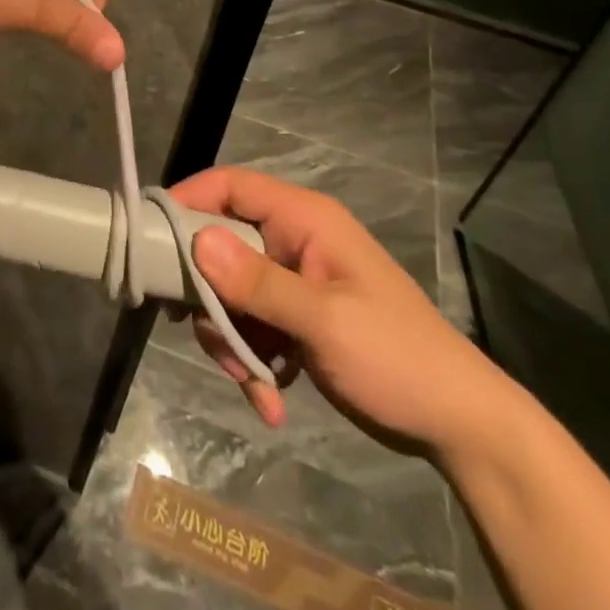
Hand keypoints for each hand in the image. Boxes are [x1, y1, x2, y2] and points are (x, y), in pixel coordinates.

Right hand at [170, 167, 516, 457]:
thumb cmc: (395, 356)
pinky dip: (252, 360)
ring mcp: (294, 280)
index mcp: (304, 219)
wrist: (458, 423)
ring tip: (254, 384)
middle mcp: (294, 240)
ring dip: (232, 339)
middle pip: (222, 246)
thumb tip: (197, 240)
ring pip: (231, 292)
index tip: (151, 237)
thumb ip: (258, 281)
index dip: (190, 200)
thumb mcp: (324, 321)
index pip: (232, 186)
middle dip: (209, 297)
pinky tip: (271, 399)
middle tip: (205, 337)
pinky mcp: (296, 318)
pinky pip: (251, 325)